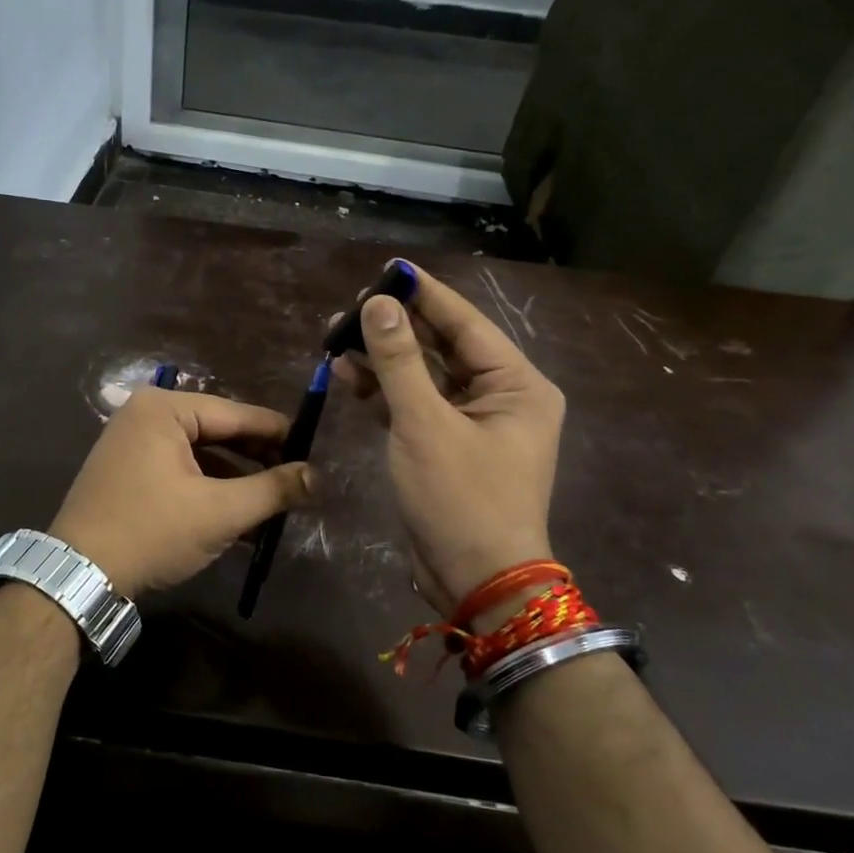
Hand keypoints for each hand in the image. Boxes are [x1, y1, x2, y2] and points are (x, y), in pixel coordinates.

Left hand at [49, 389, 313, 597]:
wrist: (78, 576)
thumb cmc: (152, 531)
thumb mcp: (220, 512)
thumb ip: (272, 490)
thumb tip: (317, 476)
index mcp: (164, 408)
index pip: (236, 414)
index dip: (278, 433)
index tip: (314, 448)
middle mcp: (145, 414)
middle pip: (217, 432)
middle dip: (256, 459)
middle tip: (298, 478)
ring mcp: (131, 441)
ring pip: (200, 454)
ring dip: (235, 479)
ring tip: (274, 501)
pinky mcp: (127, 470)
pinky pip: (179, 469)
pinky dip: (208, 489)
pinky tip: (238, 515)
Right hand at [332, 262, 563, 620]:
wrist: (476, 582)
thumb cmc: (461, 499)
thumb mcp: (425, 424)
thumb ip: (399, 360)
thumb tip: (378, 304)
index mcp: (516, 384)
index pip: (465, 322)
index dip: (424, 294)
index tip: (386, 270)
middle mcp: (501, 395)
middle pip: (444, 346)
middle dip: (395, 328)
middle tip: (348, 308)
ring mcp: (474, 422)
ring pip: (425, 375)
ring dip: (384, 358)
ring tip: (336, 338)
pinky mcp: (449, 444)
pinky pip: (417, 404)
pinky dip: (386, 391)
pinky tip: (350, 376)